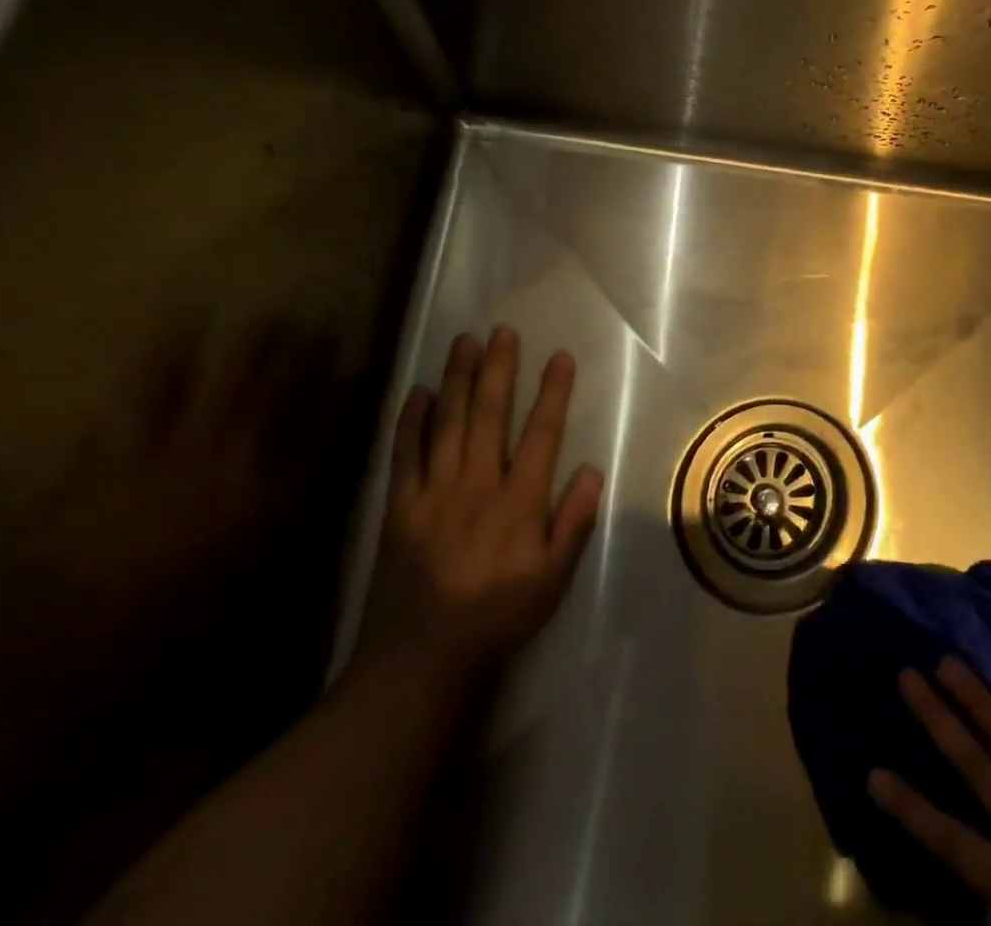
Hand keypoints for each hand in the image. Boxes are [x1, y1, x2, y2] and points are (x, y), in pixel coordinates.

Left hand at [30, 316, 342, 621]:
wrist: (81, 646)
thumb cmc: (186, 611)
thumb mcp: (262, 563)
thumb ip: (293, 508)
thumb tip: (320, 463)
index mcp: (278, 491)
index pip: (326, 423)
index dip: (346, 386)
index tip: (359, 359)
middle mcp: (238, 460)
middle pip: (280, 390)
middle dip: (302, 351)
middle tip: (316, 319)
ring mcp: (176, 452)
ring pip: (224, 382)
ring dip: (248, 346)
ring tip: (265, 313)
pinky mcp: (117, 454)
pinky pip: (144, 394)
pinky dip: (161, 359)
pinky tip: (175, 328)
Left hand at [358, 328, 602, 679]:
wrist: (419, 658)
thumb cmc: (497, 616)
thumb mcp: (553, 579)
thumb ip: (573, 523)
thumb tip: (590, 470)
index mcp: (519, 501)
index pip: (541, 433)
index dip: (553, 392)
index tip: (560, 356)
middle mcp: (478, 484)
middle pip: (489, 415)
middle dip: (498, 369)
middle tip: (503, 331)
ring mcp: (434, 492)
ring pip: (448, 424)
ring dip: (457, 379)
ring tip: (464, 342)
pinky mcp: (400, 507)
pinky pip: (405, 454)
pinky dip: (412, 421)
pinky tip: (418, 391)